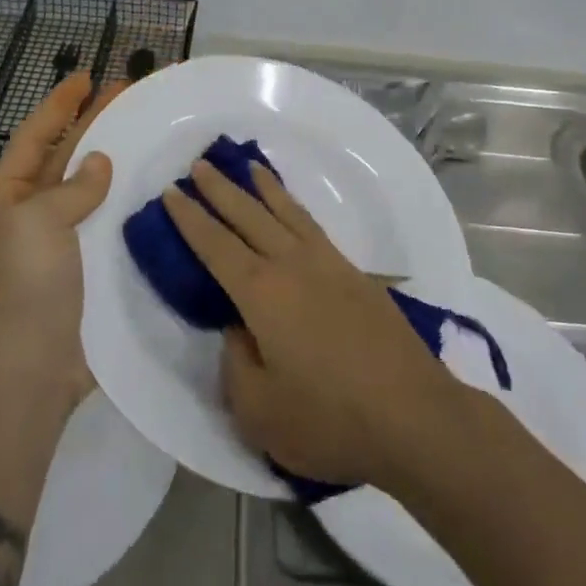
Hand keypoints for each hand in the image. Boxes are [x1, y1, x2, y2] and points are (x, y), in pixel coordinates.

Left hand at [0, 71, 123, 411]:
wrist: (28, 371)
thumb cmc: (24, 285)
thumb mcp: (37, 222)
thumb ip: (72, 188)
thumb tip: (99, 164)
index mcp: (5, 200)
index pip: (34, 137)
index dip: (59, 105)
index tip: (86, 77)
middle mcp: (29, 218)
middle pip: (64, 159)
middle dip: (93, 126)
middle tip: (128, 95)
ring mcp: (58, 248)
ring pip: (89, 193)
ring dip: (114, 165)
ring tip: (145, 135)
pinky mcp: (85, 274)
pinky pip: (106, 228)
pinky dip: (125, 207)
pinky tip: (151, 193)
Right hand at [163, 160, 461, 489]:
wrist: (415, 416)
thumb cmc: (329, 420)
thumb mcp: (259, 411)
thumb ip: (236, 363)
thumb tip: (240, 329)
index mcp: (261, 293)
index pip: (215, 245)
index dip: (190, 218)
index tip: (171, 191)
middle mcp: (292, 265)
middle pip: (248, 216)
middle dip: (219, 190)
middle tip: (199, 165)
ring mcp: (329, 265)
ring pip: (286, 212)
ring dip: (262, 187)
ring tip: (247, 166)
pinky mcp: (356, 276)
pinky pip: (314, 226)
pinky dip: (295, 207)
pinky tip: (293, 210)